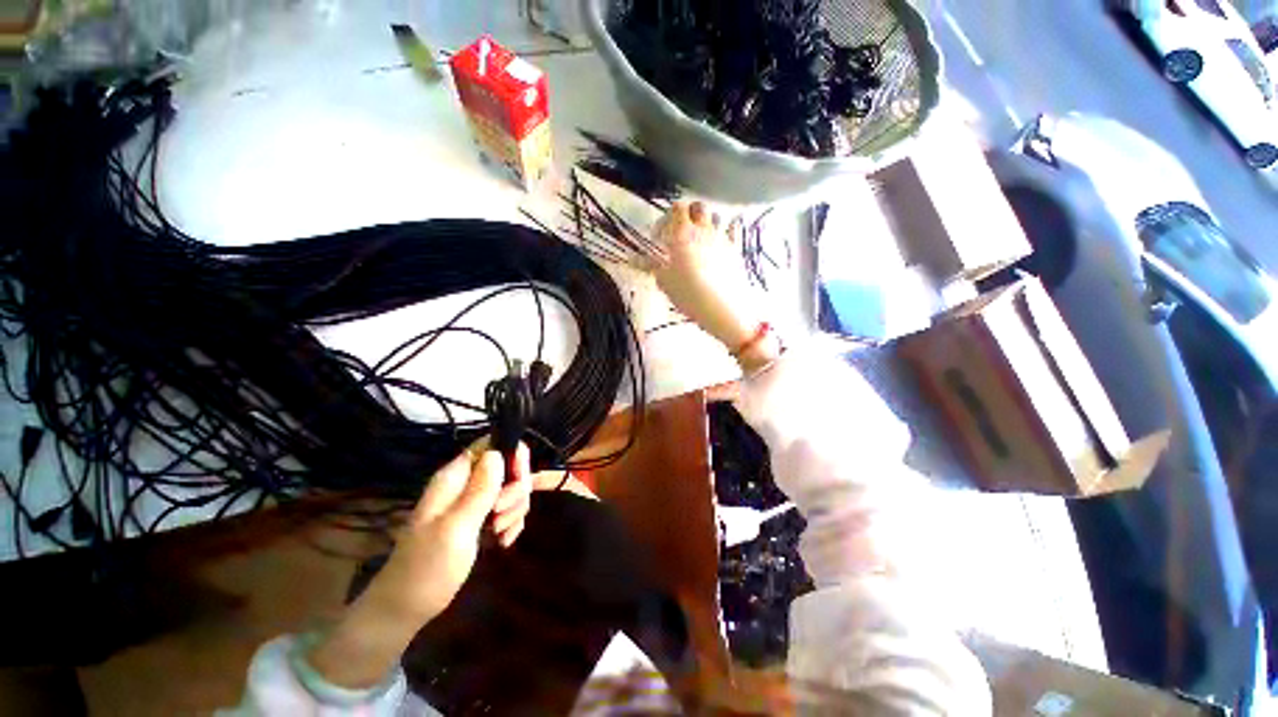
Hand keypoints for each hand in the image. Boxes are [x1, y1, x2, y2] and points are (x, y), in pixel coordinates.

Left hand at [308, 442, 532, 688]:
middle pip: (509, 466)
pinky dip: (513, 522)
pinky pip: (509, 509)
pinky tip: (505, 541)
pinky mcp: (481, 520)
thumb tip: (498, 452)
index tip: (520, 480)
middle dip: (516, 489)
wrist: (406, 608)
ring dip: (515, 509)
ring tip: (500, 533)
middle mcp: (467, 484)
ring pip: (512, 489)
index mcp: (456, 477)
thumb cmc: (426, 568)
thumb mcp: (455, 528)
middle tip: (501, 514)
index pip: (492, 444)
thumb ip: (479, 490)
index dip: (513, 454)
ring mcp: (474, 502)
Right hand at [653, 202, 778, 371]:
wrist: (722, 307)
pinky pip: (734, 230)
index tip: (661, 234)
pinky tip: (723, 239)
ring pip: (716, 216)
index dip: (668, 217)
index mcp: (682, 233)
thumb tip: (633, 260)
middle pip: (698, 207)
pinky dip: (728, 229)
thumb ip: (650, 266)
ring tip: (700, 238)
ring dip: (707, 222)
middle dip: (689, 213)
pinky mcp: (736, 249)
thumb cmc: (688, 293)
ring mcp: (722, 237)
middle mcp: (703, 229)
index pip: (677, 208)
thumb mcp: (664, 281)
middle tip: (681, 231)